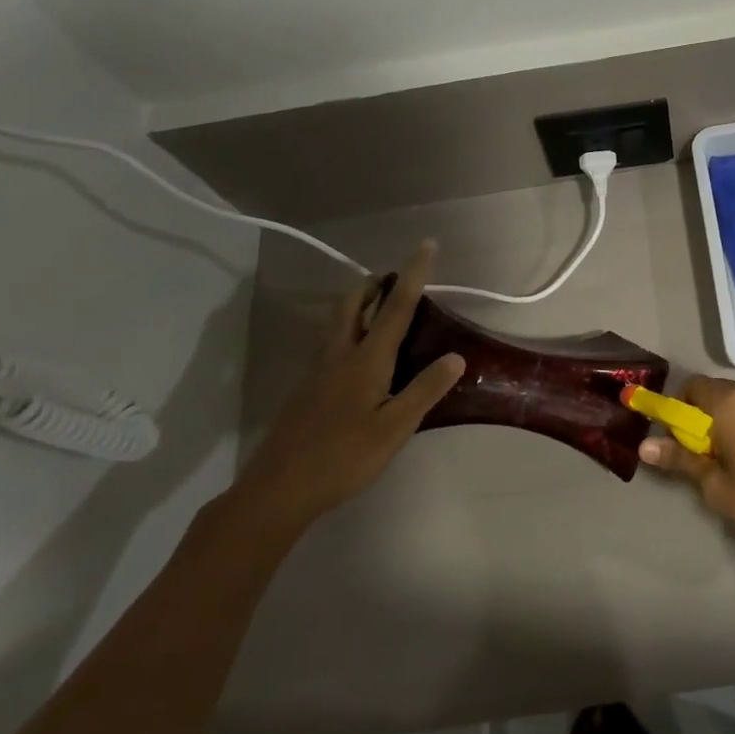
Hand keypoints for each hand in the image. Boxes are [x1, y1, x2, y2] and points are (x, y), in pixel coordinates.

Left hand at [240, 241, 463, 530]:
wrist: (279, 489)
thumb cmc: (343, 458)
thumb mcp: (394, 428)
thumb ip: (424, 390)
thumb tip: (455, 356)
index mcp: (366, 360)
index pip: (396, 307)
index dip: (413, 274)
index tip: (425, 244)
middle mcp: (339, 355)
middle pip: (353, 302)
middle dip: (375, 282)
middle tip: (397, 279)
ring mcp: (317, 370)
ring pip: (338, 321)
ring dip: (361, 303)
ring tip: (385, 311)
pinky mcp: (307, 388)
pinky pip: (332, 343)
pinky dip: (351, 330)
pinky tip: (363, 358)